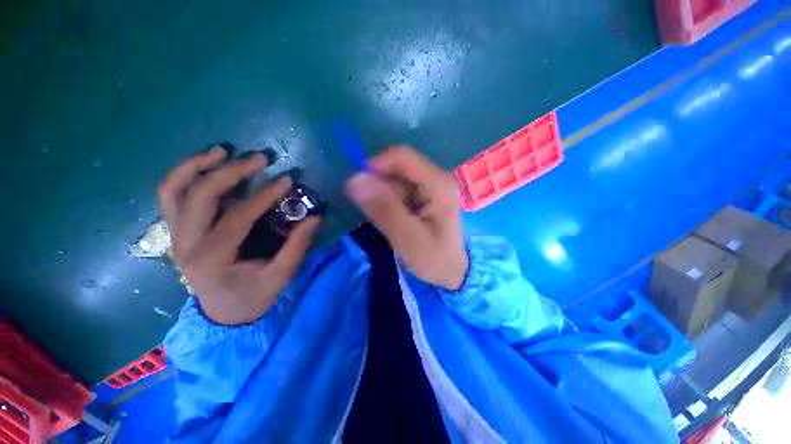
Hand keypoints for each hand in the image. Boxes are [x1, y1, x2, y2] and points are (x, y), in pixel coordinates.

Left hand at [158, 147, 320, 324]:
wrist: (223, 313)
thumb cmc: (252, 296)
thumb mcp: (279, 277)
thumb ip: (297, 247)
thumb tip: (315, 218)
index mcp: (212, 259)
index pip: (237, 217)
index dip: (263, 196)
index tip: (286, 180)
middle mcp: (186, 244)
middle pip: (199, 196)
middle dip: (230, 172)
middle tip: (259, 159)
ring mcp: (176, 236)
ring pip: (173, 191)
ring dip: (196, 166)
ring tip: (222, 151)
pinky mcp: (177, 232)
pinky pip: (171, 197)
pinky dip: (185, 176)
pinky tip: (206, 165)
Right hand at [345, 146, 467, 289]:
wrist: (452, 271)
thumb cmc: (434, 258)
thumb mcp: (407, 238)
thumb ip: (383, 209)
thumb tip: (354, 179)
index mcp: (437, 183)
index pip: (402, 156)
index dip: (376, 165)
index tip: (359, 187)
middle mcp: (435, 177)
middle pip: (397, 168)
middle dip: (380, 188)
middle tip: (376, 215)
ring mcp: (430, 186)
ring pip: (395, 180)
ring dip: (384, 198)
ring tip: (390, 223)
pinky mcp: (424, 195)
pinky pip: (398, 191)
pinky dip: (389, 203)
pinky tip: (395, 221)